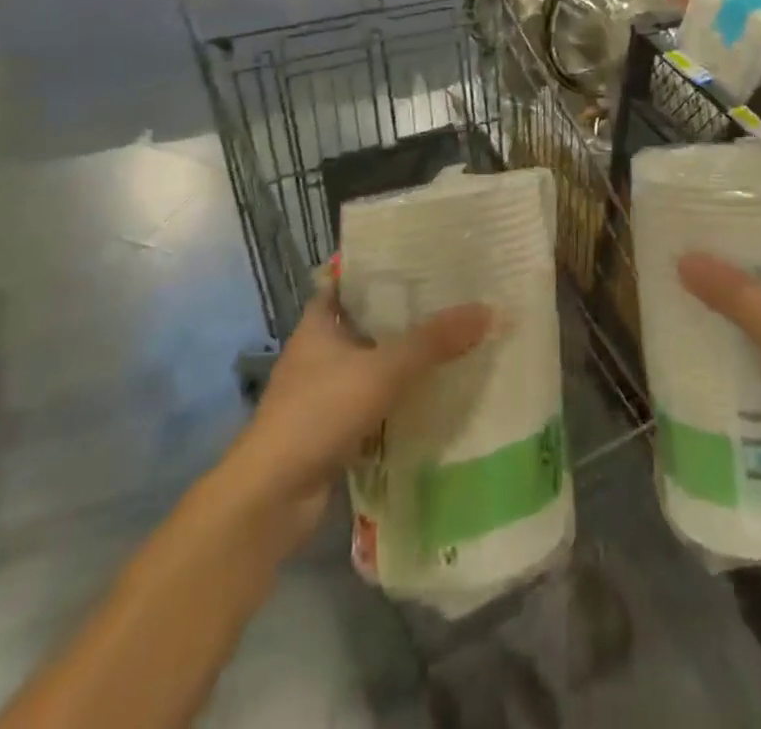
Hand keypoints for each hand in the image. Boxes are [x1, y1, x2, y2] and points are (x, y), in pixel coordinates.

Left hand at [233, 291, 490, 524]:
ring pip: (373, 364)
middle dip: (406, 315)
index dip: (383, 270)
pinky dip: (399, 397)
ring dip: (405, 359)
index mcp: (319, 323)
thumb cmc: (319, 414)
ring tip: (454, 340)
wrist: (270, 500)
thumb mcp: (383, 370)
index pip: (351, 281)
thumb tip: (490, 310)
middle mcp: (319, 352)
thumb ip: (434, 341)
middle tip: (453, 299)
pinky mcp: (332, 429)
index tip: (424, 261)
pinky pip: (375, 401)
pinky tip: (434, 393)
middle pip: (368, 322)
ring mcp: (323, 393)